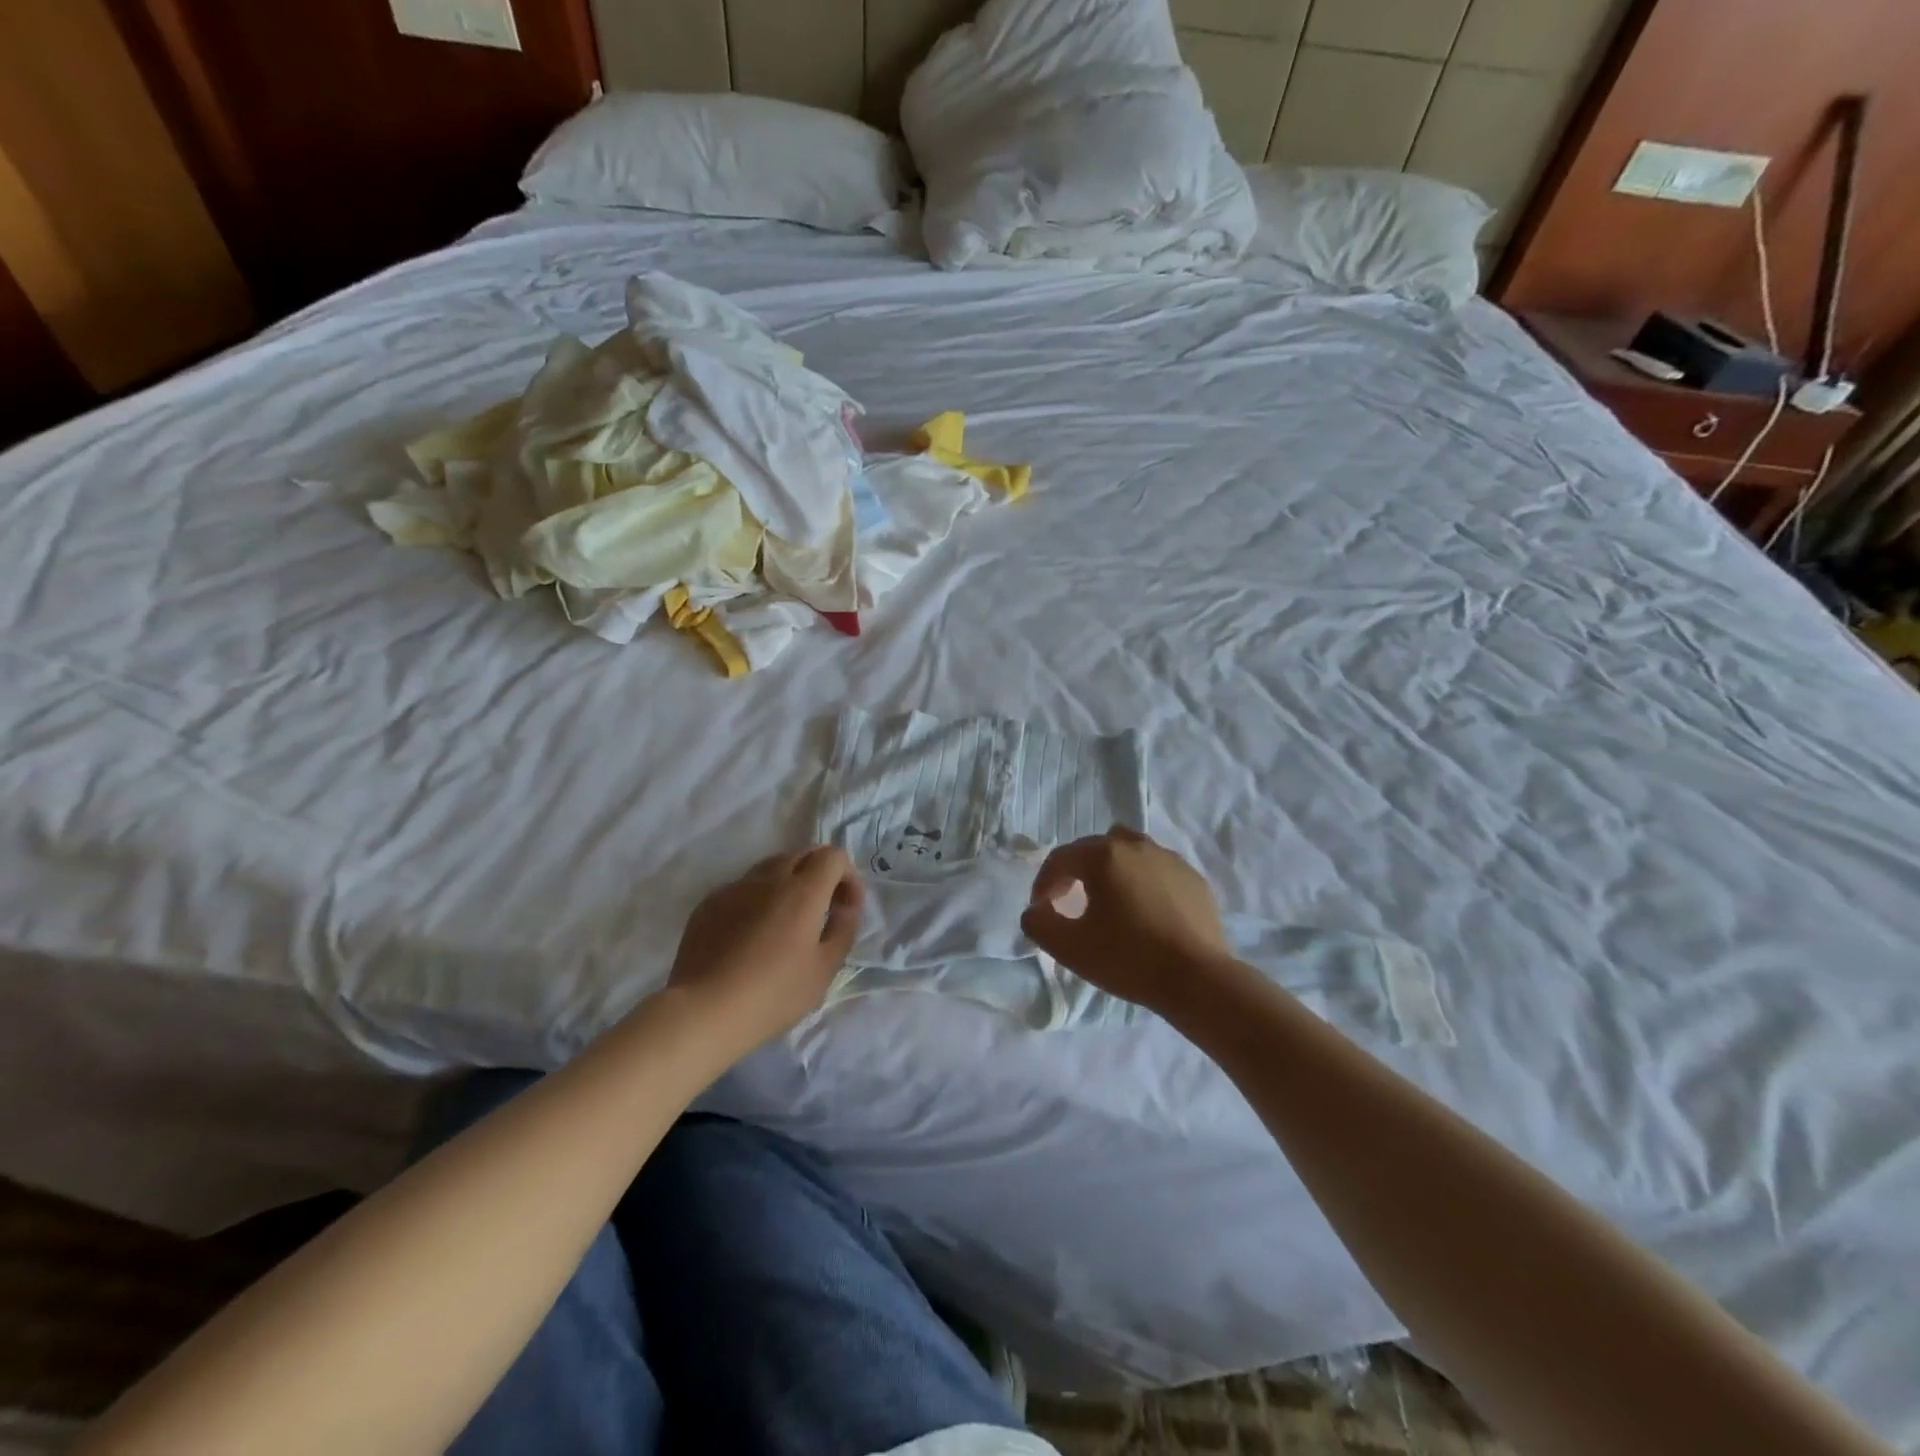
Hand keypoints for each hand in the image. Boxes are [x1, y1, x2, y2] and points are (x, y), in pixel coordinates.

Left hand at [668, 847, 864, 1056]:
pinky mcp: (709, 903)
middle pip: (802, 854)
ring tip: (785, 923)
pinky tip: (751, 936)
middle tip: (821, 911)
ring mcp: (734, 888)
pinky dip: (757, 900)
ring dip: (787, 884)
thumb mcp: (825, 969)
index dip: (847, 876)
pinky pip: (742, 888)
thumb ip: (844, 928)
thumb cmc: (773, 994)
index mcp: (802, 891)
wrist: (702, 1012)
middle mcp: (769, 878)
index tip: (846, 907)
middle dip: (819, 874)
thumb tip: (845, 905)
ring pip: (770, 868)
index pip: (833, 856)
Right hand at [1020, 826, 1244, 1016]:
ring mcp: (1169, 859)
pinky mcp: (1194, 878)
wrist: (1198, 979)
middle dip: (1077, 872)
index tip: (1042, 909)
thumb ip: (1039, 923)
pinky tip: (1146, 912)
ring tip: (1111, 902)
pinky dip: (1144, 882)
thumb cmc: (1129, 958)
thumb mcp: (1069, 948)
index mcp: (1103, 856)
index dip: (1044, 883)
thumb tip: (1037, 910)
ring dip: (1112, 871)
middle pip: (1095, 849)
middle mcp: (1136, 846)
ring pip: (1130, 852)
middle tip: (1071, 902)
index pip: (1061, 859)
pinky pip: (1158, 870)